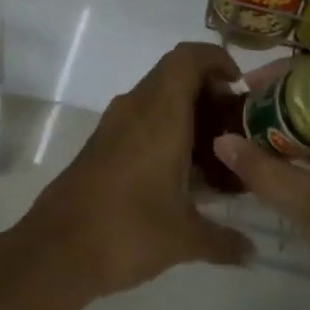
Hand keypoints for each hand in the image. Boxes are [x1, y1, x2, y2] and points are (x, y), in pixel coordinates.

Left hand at [15, 43, 254, 301]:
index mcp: (161, 113)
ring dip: (185, 111)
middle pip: (175, 73)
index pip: (189, 57)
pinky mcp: (100, 144)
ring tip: (212, 150)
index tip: (239, 88)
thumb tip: (253, 253)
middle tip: (232, 124)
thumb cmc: (128, 231)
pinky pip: (139, 118)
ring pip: (156, 96)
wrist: (56, 251)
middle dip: (207, 90)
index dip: (217, 60)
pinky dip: (163, 129)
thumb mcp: (185, 238)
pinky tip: (178, 172)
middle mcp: (136, 107)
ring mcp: (114, 125)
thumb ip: (224, 240)